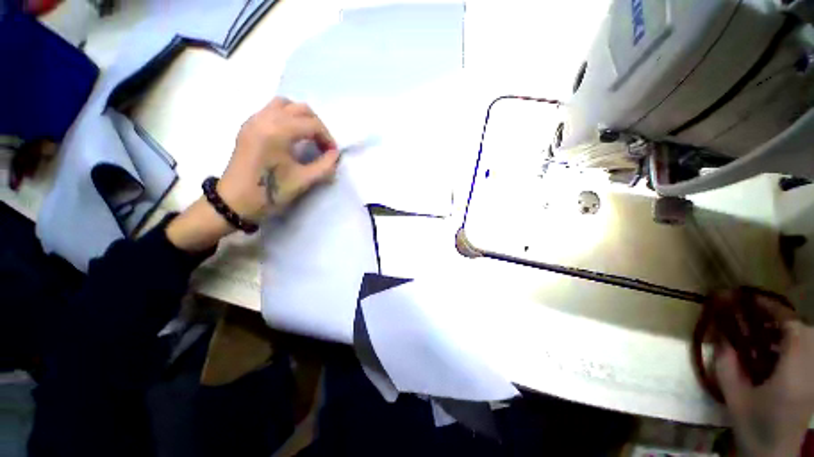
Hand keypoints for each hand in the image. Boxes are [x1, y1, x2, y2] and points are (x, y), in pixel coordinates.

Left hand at [218, 97, 339, 221]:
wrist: (235, 201)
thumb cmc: (270, 192)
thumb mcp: (303, 181)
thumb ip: (325, 166)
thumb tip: (335, 154)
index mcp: (278, 132)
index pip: (312, 124)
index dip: (327, 138)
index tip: (332, 153)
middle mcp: (265, 118)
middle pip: (299, 108)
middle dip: (316, 125)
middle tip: (322, 144)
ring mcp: (254, 120)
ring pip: (283, 104)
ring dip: (300, 117)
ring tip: (307, 137)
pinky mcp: (248, 126)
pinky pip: (271, 110)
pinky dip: (286, 117)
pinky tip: (290, 136)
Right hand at [717, 321, 813, 456]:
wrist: (772, 454)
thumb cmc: (752, 426)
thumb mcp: (734, 397)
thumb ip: (727, 365)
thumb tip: (720, 336)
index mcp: (792, 375)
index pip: (794, 330)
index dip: (775, 311)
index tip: (753, 301)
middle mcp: (811, 372)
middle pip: (805, 331)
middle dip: (782, 319)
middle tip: (757, 319)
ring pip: (810, 341)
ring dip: (789, 331)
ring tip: (765, 334)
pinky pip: (809, 352)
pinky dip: (794, 344)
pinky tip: (776, 353)